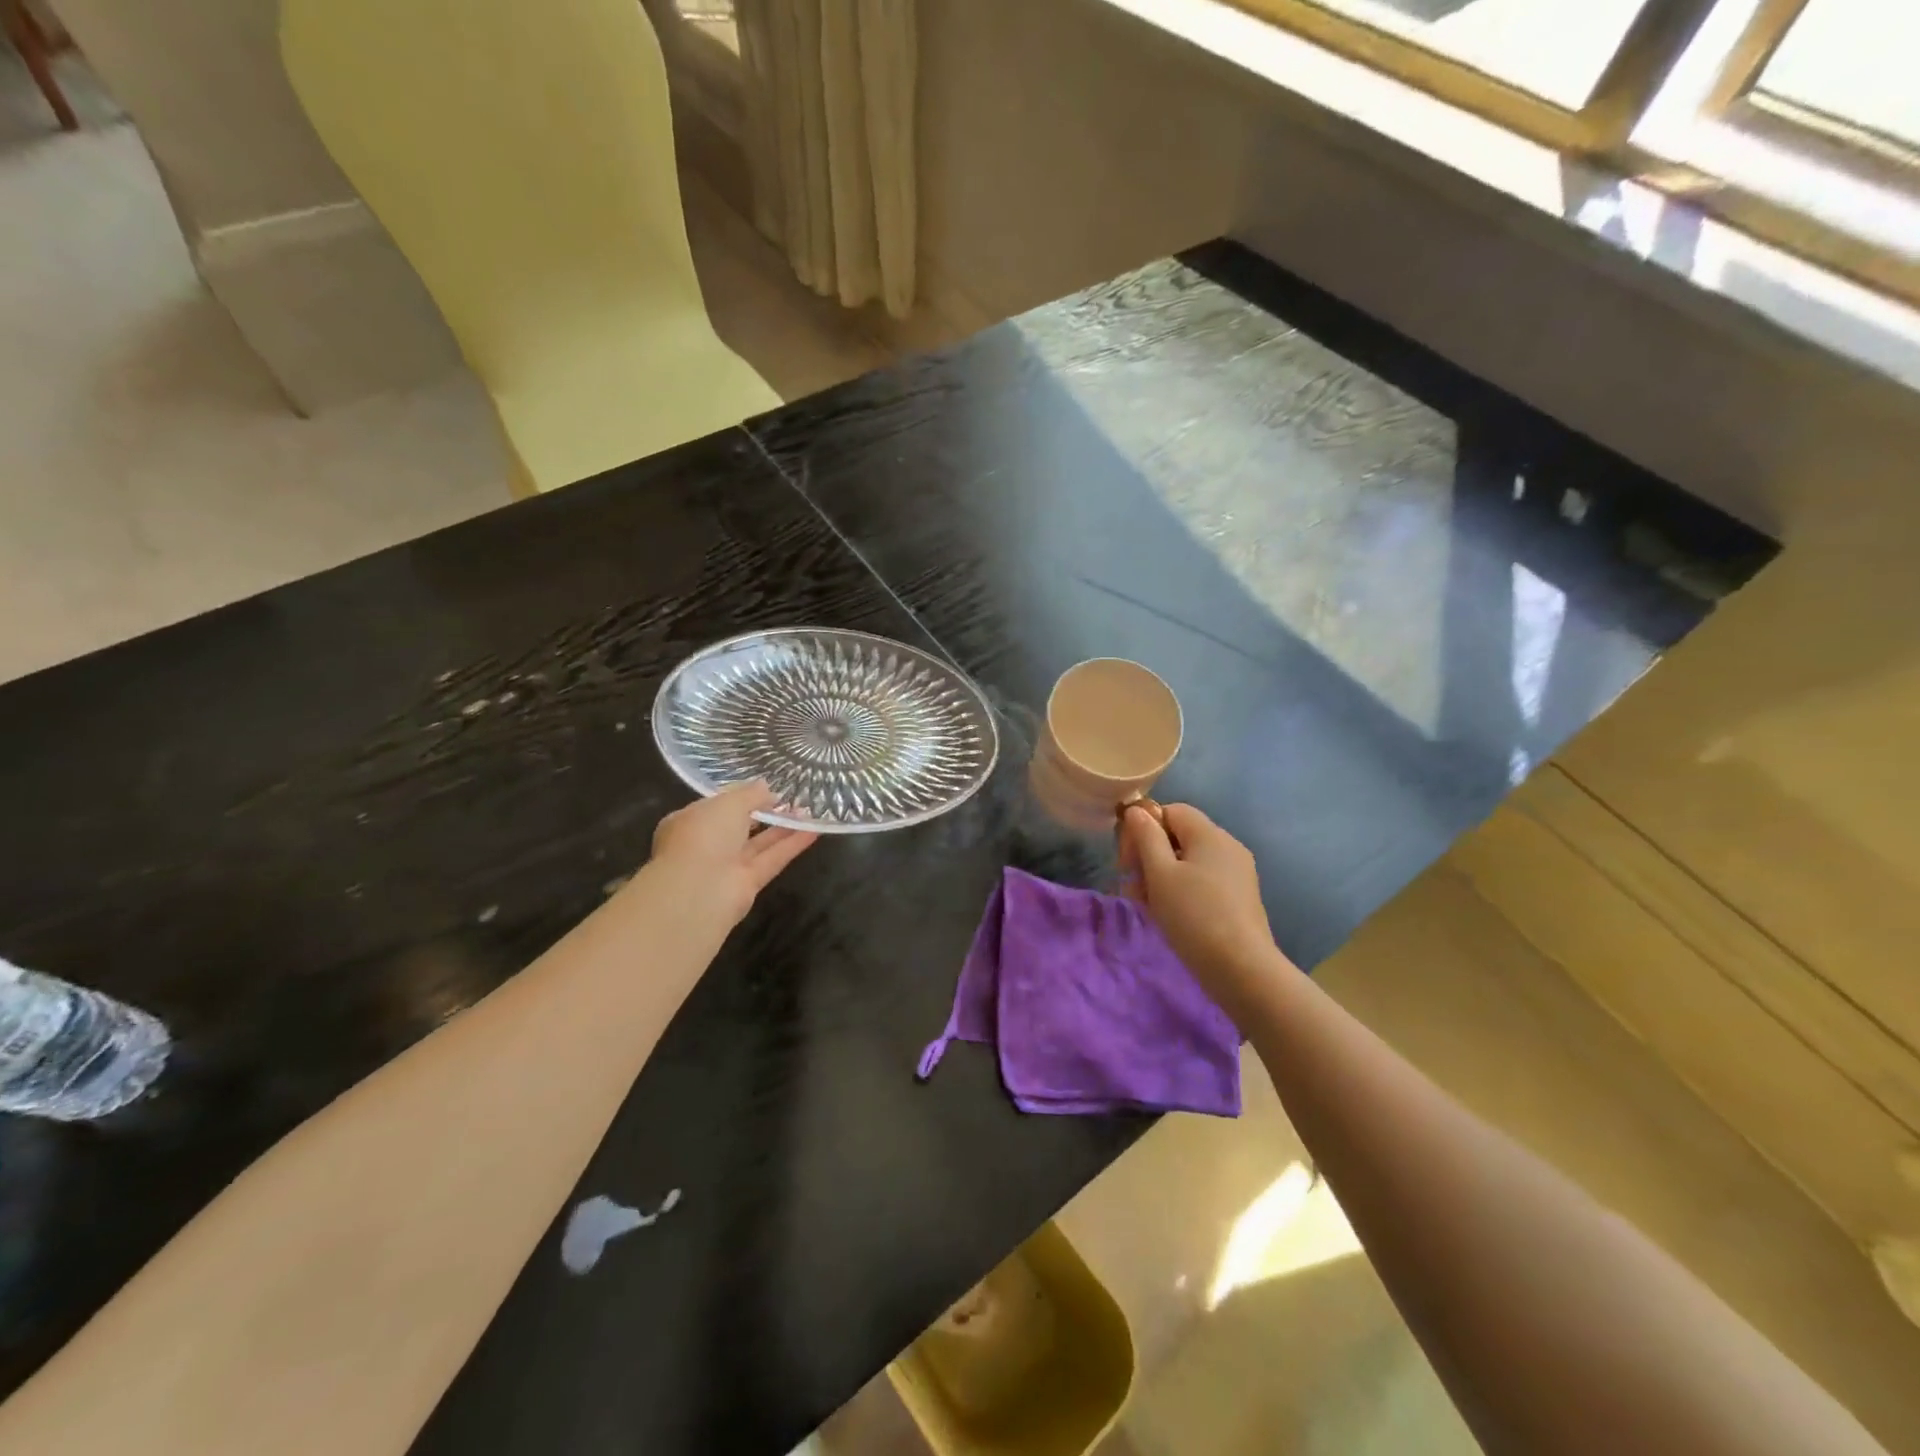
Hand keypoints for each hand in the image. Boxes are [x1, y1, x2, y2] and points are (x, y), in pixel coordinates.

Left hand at [647, 781, 816, 926]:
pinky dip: (792, 845)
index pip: (718, 806)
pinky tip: (814, 830)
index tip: (767, 788)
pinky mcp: (748, 883)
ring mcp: (727, 866)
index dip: (742, 797)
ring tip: (809, 811)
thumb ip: (750, 794)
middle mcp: (707, 844)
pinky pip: (773, 859)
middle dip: (765, 813)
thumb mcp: (728, 803)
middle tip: (792, 799)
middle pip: (740, 826)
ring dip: (783, 828)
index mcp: (691, 821)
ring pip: (759, 843)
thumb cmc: (704, 835)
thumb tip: (767, 788)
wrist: (698, 889)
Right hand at [1120, 802, 1293, 1022]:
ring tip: (1147, 905)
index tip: (1127, 860)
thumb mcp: (1160, 874)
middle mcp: (1227, 846)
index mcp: (1209, 834)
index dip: (1144, 828)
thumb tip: (1137, 810)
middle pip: (1179, 836)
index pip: (1170, 811)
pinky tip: (1169, 915)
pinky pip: (1203, 881)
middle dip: (1150, 856)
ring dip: (1162, 876)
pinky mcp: (1239, 898)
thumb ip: (1146, 837)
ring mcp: (1237, 873)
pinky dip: (1182, 890)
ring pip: (1188, 862)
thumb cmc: (1194, 916)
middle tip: (1133, 886)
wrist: (1242, 969)